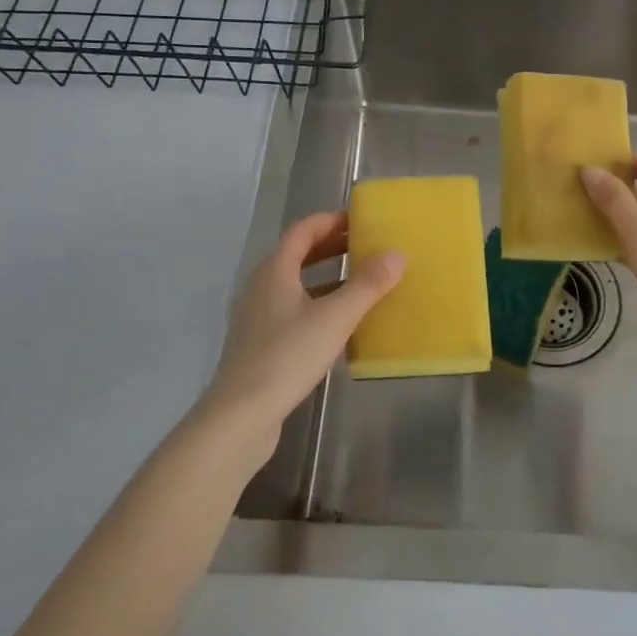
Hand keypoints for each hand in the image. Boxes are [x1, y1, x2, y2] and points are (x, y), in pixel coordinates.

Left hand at [200, 212, 403, 452]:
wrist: (240, 415)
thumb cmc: (287, 356)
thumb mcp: (335, 318)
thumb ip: (367, 285)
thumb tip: (396, 254)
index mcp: (274, 271)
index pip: (302, 230)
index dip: (330, 220)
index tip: (360, 220)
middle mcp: (262, 287)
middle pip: (298, 256)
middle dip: (332, 248)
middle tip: (366, 247)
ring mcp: (258, 317)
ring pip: (296, 285)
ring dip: (327, 279)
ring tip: (361, 284)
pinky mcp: (260, 345)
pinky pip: (294, 312)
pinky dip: (318, 306)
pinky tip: (341, 326)